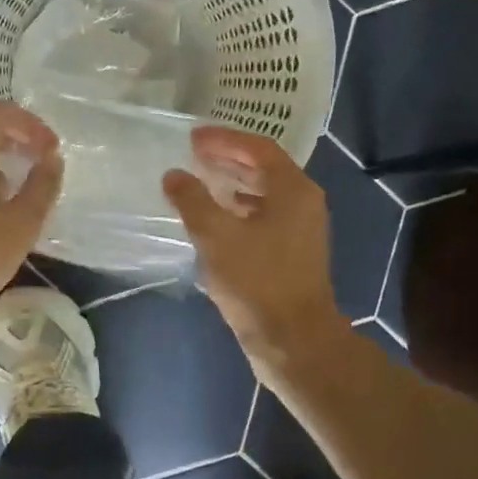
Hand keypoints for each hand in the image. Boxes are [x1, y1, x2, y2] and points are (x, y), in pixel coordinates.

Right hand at [163, 128, 346, 367]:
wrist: (293, 340)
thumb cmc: (257, 282)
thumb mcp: (216, 236)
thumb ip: (193, 200)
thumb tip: (174, 176)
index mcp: (293, 190)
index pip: (258, 148)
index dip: (224, 139)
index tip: (192, 138)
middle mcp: (303, 203)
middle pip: (264, 168)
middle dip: (228, 158)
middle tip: (193, 155)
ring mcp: (301, 230)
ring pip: (264, 194)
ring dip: (233, 184)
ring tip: (201, 181)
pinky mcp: (293, 254)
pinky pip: (264, 217)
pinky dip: (239, 210)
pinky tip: (217, 220)